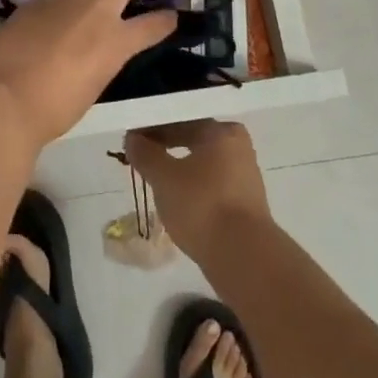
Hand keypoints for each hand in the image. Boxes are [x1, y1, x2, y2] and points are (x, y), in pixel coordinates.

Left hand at [0, 0, 176, 149]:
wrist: (5, 97)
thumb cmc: (54, 109)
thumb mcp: (94, 84)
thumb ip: (103, 57)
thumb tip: (98, 47)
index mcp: (117, 40)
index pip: (155, 23)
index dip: (166, 19)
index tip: (169, 17)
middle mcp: (97, 9)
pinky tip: (54, 10)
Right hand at [124, 120, 269, 261]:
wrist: (243, 257)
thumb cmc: (202, 205)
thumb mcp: (163, 178)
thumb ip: (145, 154)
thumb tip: (133, 138)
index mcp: (221, 131)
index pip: (180, 119)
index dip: (152, 128)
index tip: (131, 140)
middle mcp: (238, 147)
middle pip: (193, 139)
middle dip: (165, 147)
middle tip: (140, 158)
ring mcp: (245, 176)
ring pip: (202, 164)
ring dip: (178, 168)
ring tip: (154, 180)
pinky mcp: (245, 204)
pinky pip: (211, 185)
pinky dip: (192, 188)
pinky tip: (176, 201)